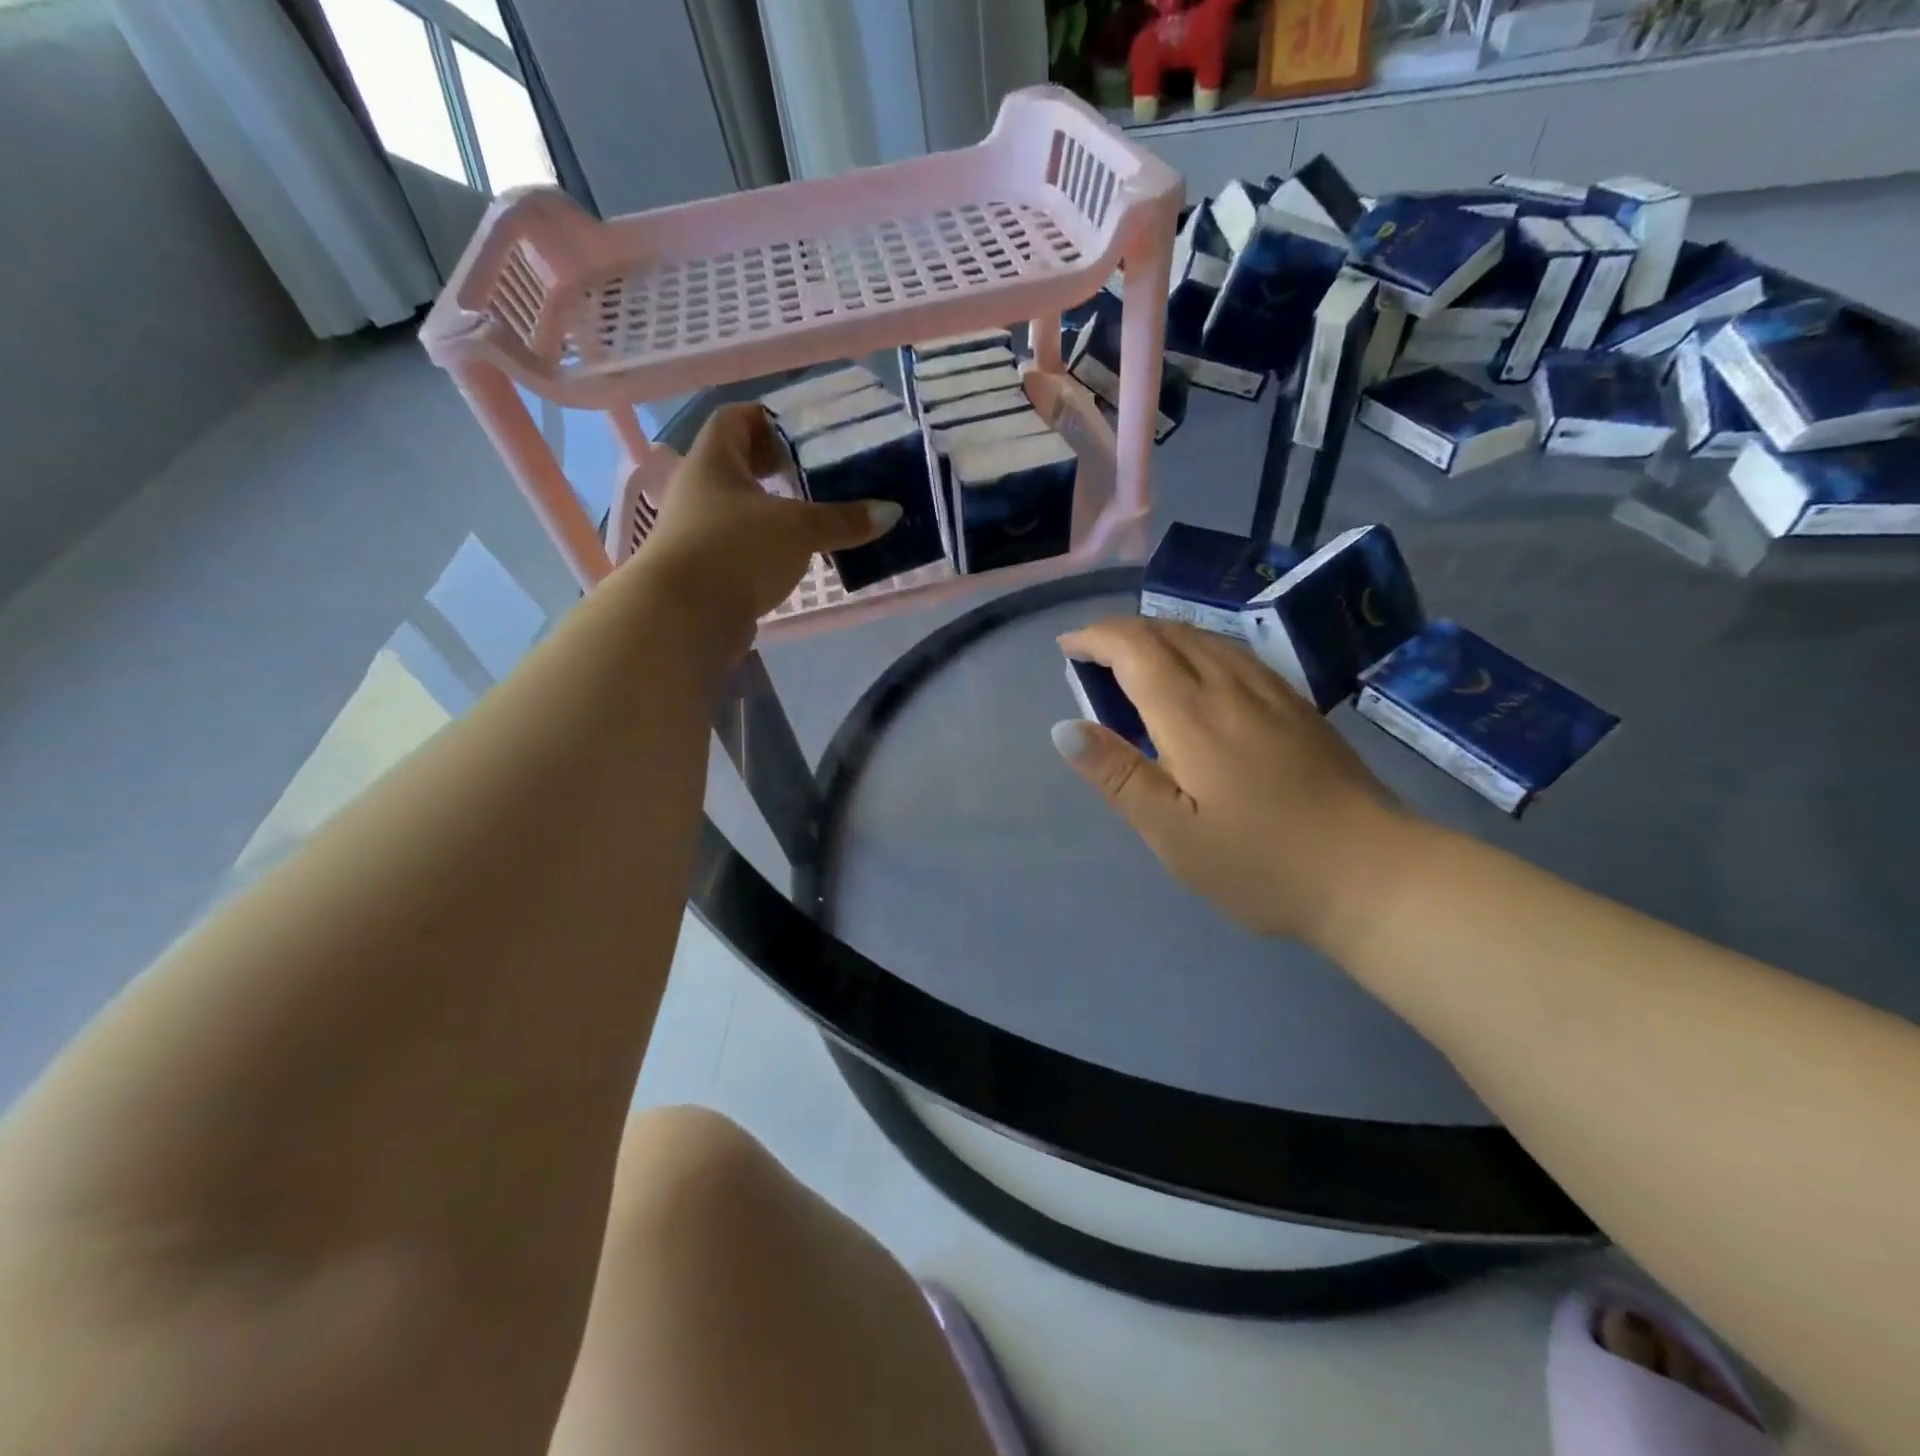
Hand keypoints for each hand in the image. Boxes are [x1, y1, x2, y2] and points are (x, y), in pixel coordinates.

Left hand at [636, 402, 900, 631]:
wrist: (684, 617)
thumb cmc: (736, 550)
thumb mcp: (798, 529)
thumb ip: (843, 519)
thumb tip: (891, 512)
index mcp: (713, 461)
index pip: (735, 419)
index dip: (768, 418)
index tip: (805, 430)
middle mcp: (699, 490)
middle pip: (739, 464)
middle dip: (777, 467)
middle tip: (818, 473)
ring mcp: (698, 532)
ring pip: (741, 508)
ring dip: (774, 510)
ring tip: (815, 516)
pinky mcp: (706, 569)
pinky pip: (741, 545)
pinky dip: (767, 545)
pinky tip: (796, 556)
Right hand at [1054, 617, 1410, 948]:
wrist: (1373, 874)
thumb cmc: (1259, 863)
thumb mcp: (1173, 834)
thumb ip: (1118, 776)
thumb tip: (1065, 728)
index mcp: (1193, 717)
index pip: (1136, 649)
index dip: (1096, 637)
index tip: (1067, 646)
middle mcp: (1231, 688)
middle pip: (1170, 633)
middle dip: (1123, 631)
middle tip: (1091, 650)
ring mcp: (1272, 694)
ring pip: (1206, 638)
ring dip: (1161, 633)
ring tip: (1134, 653)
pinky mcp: (1299, 708)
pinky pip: (1236, 654)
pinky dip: (1199, 646)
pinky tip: (1200, 669)